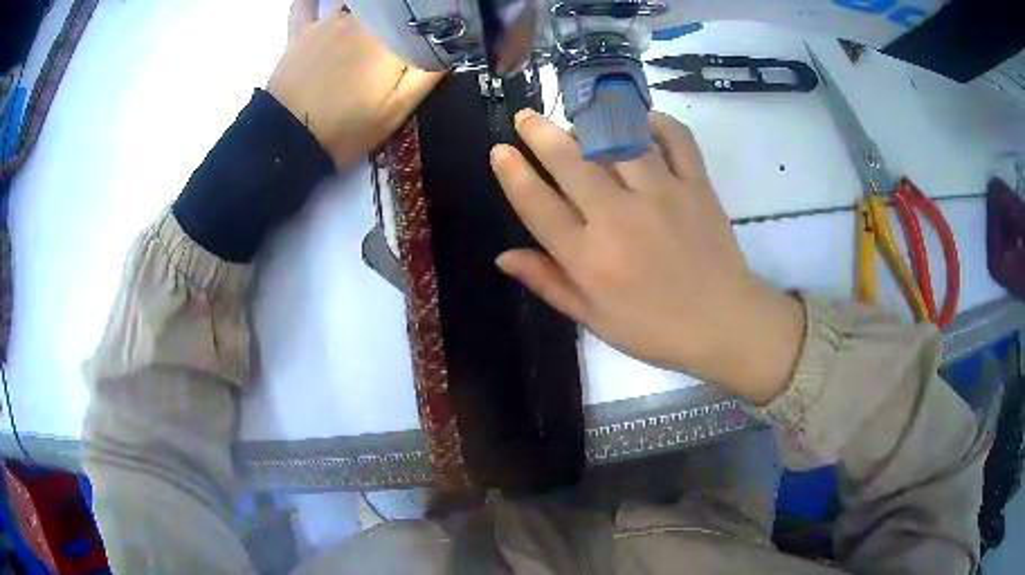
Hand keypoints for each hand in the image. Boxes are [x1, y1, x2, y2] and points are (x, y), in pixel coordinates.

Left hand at [267, 0, 443, 166]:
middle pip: (386, 5)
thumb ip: (429, 71)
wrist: (287, 141)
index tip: (439, 26)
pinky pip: (306, 4)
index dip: (431, 18)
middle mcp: (359, 18)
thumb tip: (454, 43)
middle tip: (403, 28)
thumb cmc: (347, 128)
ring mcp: (325, 21)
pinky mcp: (299, 31)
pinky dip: (315, 0)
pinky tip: (329, 3)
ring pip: (354, 1)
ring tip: (378, 19)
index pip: (419, 14)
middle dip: (399, 13)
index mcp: (387, 35)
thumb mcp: (398, 108)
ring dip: (369, 8)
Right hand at [490, 110, 805, 404]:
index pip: (538, 205)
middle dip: (539, 133)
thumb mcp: (594, 318)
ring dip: (591, 122)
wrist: (723, 324)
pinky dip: (657, 122)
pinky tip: (641, 120)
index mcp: (589, 258)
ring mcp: (662, 196)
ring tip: (579, 119)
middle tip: (525, 116)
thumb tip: (503, 256)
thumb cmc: (654, 329)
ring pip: (618, 141)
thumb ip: (549, 283)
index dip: (513, 173)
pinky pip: (676, 139)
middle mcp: (619, 218)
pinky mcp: (696, 186)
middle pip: (570, 162)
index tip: (500, 151)